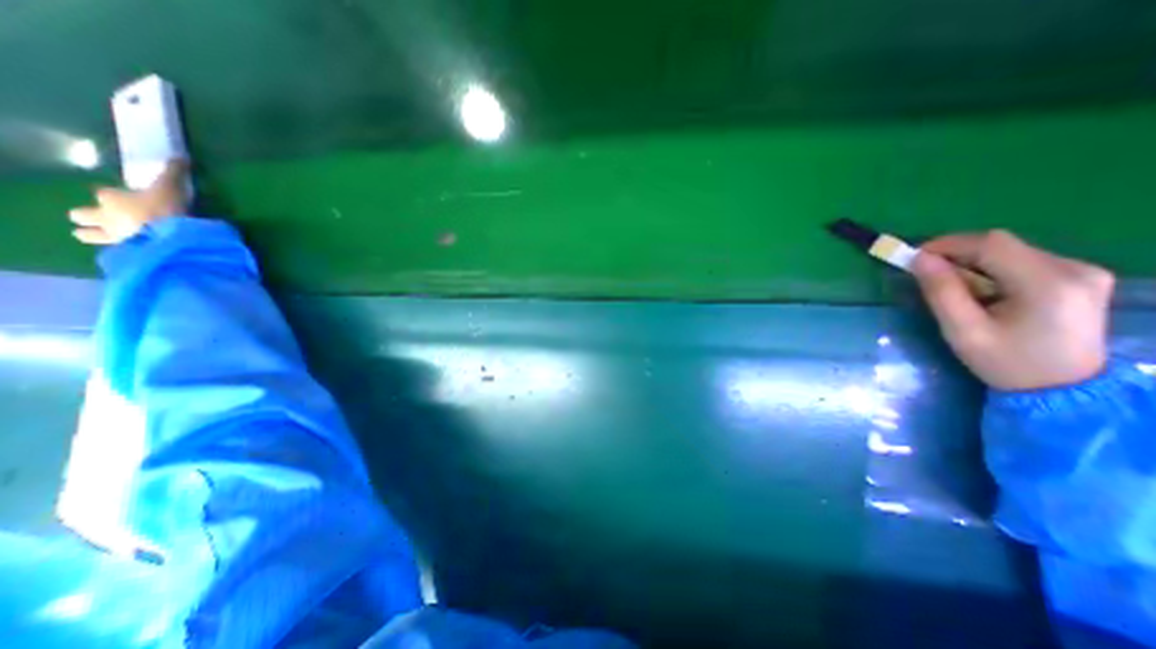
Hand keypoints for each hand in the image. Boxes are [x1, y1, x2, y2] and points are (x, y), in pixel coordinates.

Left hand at [69, 161, 189, 244]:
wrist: (170, 237)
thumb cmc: (164, 209)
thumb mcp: (171, 187)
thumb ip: (174, 173)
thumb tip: (181, 157)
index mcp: (111, 197)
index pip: (104, 193)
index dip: (112, 195)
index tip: (125, 197)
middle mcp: (103, 215)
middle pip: (81, 215)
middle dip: (88, 217)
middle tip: (105, 219)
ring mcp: (114, 236)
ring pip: (90, 235)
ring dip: (97, 235)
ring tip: (115, 237)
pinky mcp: (128, 252)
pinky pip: (118, 250)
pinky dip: (123, 250)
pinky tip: (135, 250)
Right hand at [913, 229, 1108, 388]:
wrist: (1064, 390)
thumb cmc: (1006, 363)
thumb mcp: (963, 331)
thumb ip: (941, 292)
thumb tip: (919, 259)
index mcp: (1047, 284)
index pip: (991, 244)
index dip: (947, 244)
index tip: (913, 257)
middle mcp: (1073, 269)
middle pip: (1002, 244)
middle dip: (957, 253)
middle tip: (927, 273)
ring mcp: (1083, 271)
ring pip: (1011, 251)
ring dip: (973, 262)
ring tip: (953, 286)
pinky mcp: (1080, 277)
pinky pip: (1023, 260)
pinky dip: (991, 268)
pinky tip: (982, 289)